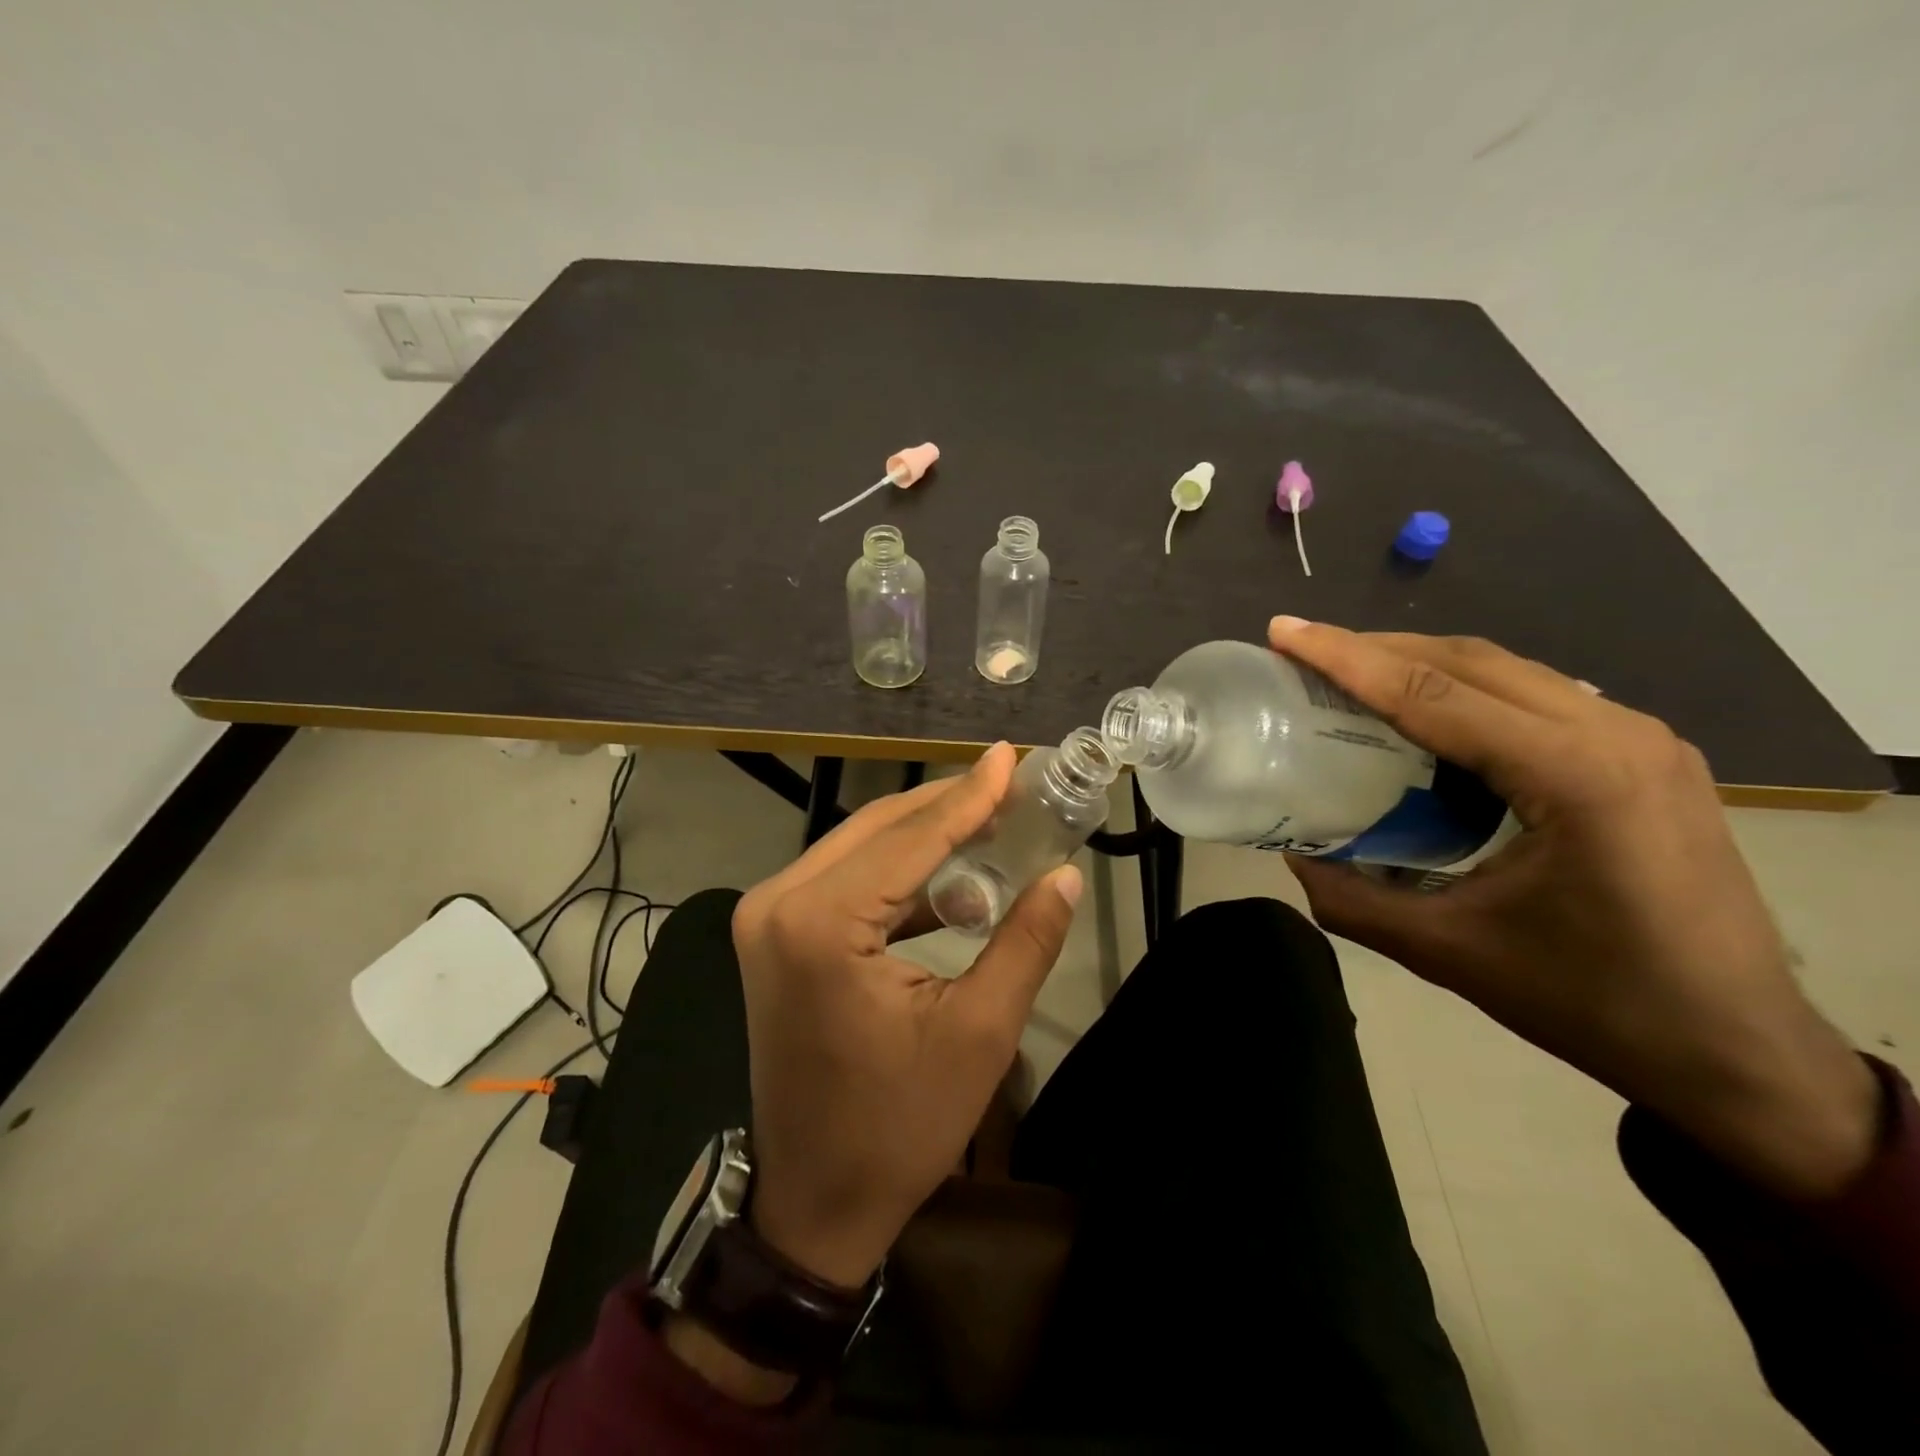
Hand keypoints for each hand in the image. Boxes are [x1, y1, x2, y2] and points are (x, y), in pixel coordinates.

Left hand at [731, 743, 1082, 1286]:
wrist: (814, 1199)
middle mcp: (779, 903)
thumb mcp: (979, 1033)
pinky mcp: (774, 934)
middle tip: (1010, 782)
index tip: (1012, 755)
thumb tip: (1065, 876)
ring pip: (860, 847)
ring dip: (924, 834)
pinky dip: (897, 872)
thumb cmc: (899, 1125)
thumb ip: (1025, 942)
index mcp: (820, 923)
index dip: (970, 795)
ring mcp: (767, 917)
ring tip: (991, 820)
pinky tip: (951, 877)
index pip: (911, 838)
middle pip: (879, 829)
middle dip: (948, 805)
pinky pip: (844, 879)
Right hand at [1267, 618, 1878, 1199]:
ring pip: (1506, 671)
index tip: (1283, 632)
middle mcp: (1616, 734)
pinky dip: (1465, 691)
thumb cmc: (1593, 1003)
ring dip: (1419, 664)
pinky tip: (1426, 716)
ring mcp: (1641, 739)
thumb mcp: (1448, 951)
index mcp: (1575, 776)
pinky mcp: (1646, 756)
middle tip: (1302, 650)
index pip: (1433, 693)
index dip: (1346, 659)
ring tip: (1349, 674)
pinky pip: (1536, 697)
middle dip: (1375, 648)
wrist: (1738, 1053)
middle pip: (1470, 662)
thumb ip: (1351, 899)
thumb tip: (1293, 854)